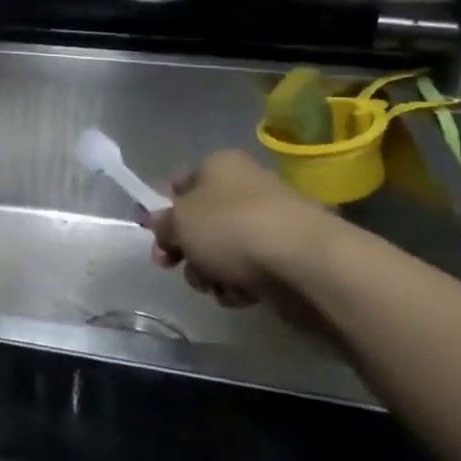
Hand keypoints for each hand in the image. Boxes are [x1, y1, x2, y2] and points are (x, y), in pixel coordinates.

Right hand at [145, 150, 332, 308]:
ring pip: (222, 250)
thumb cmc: (232, 229)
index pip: (180, 182)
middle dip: (185, 248)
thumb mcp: (179, 221)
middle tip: (173, 265)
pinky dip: (239, 284)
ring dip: (209, 271)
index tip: (154, 234)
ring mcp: (270, 223)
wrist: (306, 265)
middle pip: (201, 221)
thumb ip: (163, 223)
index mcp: (220, 165)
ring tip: (214, 284)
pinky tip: (240, 295)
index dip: (163, 209)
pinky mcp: (289, 257)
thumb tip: (163, 225)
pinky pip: (250, 271)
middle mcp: (246, 188)